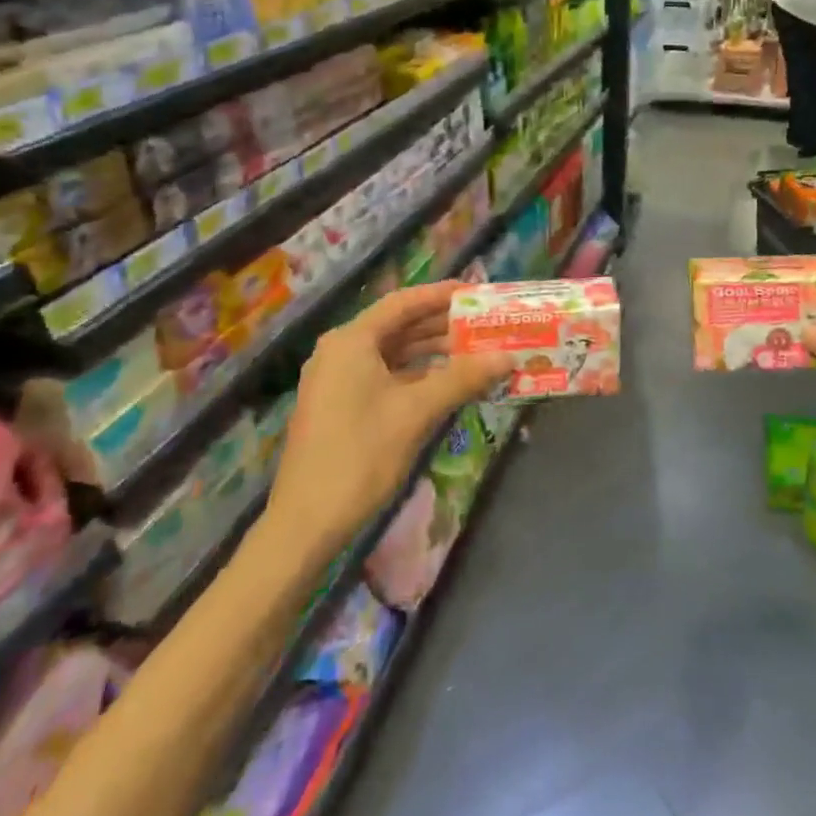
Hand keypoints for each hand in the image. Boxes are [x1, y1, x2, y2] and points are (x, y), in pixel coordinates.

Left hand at [271, 282, 513, 549]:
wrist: (307, 523)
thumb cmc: (361, 455)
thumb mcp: (417, 412)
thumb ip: (463, 377)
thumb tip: (508, 356)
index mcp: (351, 341)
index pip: (403, 303)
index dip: (441, 295)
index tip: (477, 292)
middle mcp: (341, 352)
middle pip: (399, 327)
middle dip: (443, 326)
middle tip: (485, 325)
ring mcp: (338, 380)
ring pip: (394, 354)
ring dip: (433, 353)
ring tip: (476, 353)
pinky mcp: (342, 406)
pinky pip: (386, 377)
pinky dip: (418, 377)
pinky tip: (449, 384)